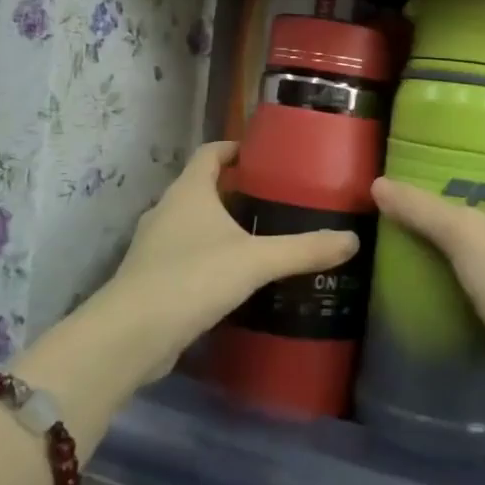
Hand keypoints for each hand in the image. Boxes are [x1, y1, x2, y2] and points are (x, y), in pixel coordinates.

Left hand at [100, 141, 358, 386]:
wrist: (131, 335)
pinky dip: (208, 258)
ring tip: (259, 238)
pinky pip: (185, 256)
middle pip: (202, 187)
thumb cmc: (193, 278)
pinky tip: (233, 278)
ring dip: (220, 226)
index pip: (210, 153)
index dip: (234, 148)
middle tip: (274, 200)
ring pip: (192, 224)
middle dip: (234, 190)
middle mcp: (167, 210)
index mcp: (188, 191)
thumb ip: (303, 249)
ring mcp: (154, 245)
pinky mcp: (152, 278)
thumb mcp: (256, 261)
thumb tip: (352, 240)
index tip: (263, 155)